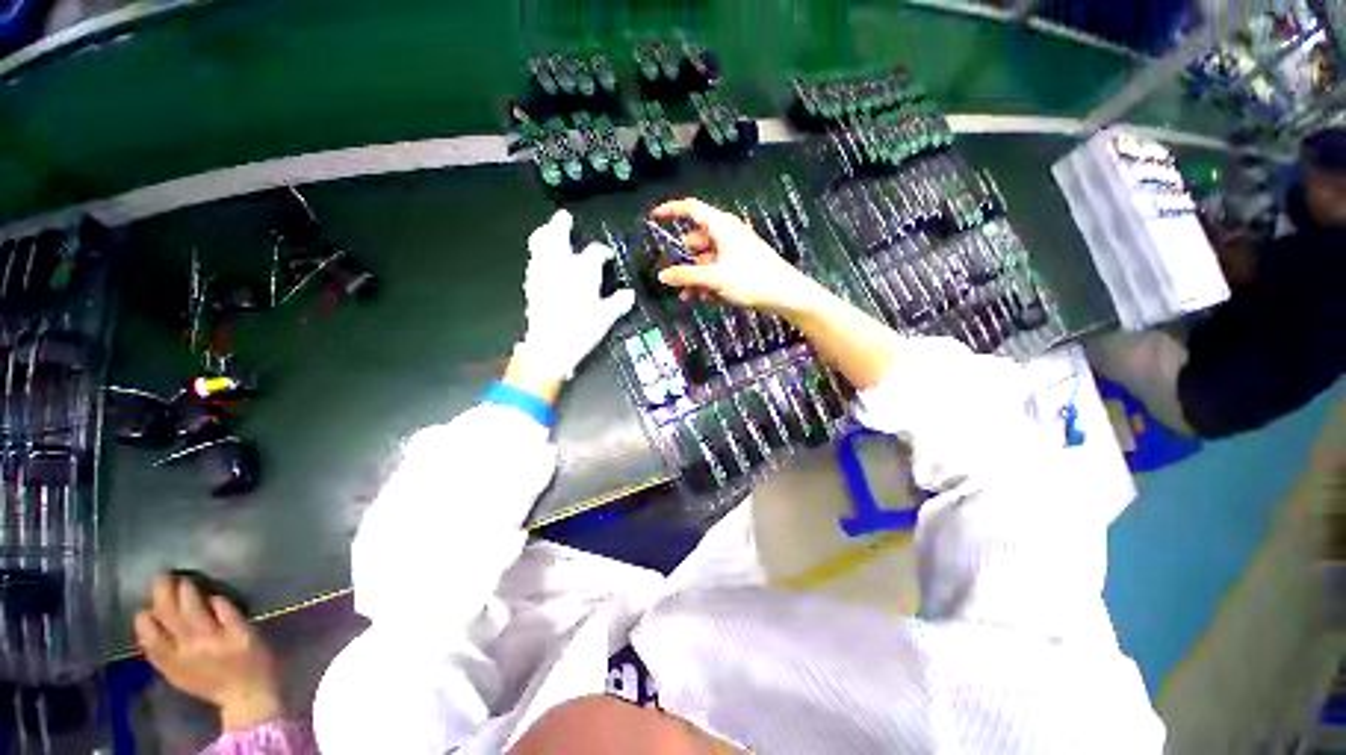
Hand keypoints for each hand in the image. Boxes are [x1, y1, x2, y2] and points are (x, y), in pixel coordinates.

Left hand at [134, 574, 282, 731]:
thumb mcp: (249, 635)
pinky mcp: (170, 671)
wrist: (245, 697)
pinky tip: (145, 626)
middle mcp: (188, 646)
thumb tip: (212, 597)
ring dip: (149, 615)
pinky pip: (152, 651)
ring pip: (153, 634)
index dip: (186, 589)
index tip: (184, 576)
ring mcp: (175, 660)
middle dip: (163, 595)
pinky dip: (146, 636)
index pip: (192, 606)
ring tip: (149, 602)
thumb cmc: (254, 660)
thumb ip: (230, 616)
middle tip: (160, 577)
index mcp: (210, 635)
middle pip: (169, 616)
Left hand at [513, 210, 635, 393]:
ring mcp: (542, 274)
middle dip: (560, 225)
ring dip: (545, 235)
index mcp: (582, 271)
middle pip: (556, 236)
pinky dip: (538, 255)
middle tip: (564, 217)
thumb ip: (618, 303)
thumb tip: (629, 295)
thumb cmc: (581, 329)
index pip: (594, 253)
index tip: (606, 256)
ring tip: (548, 231)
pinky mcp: (531, 286)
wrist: (549, 346)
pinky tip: (542, 261)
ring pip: (539, 245)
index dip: (602, 252)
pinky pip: (534, 262)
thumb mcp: (605, 318)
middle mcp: (560, 266)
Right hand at [651, 198, 823, 314]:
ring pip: (706, 259)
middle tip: (675, 279)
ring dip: (696, 276)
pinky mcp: (741, 264)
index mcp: (721, 226)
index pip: (691, 209)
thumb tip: (663, 276)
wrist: (784, 293)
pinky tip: (707, 297)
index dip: (671, 210)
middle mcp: (727, 233)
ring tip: (690, 297)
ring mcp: (734, 249)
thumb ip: (686, 276)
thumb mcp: (714, 278)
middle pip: (696, 241)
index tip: (654, 217)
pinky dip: (709, 280)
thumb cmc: (751, 279)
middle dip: (684, 261)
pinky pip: (717, 268)